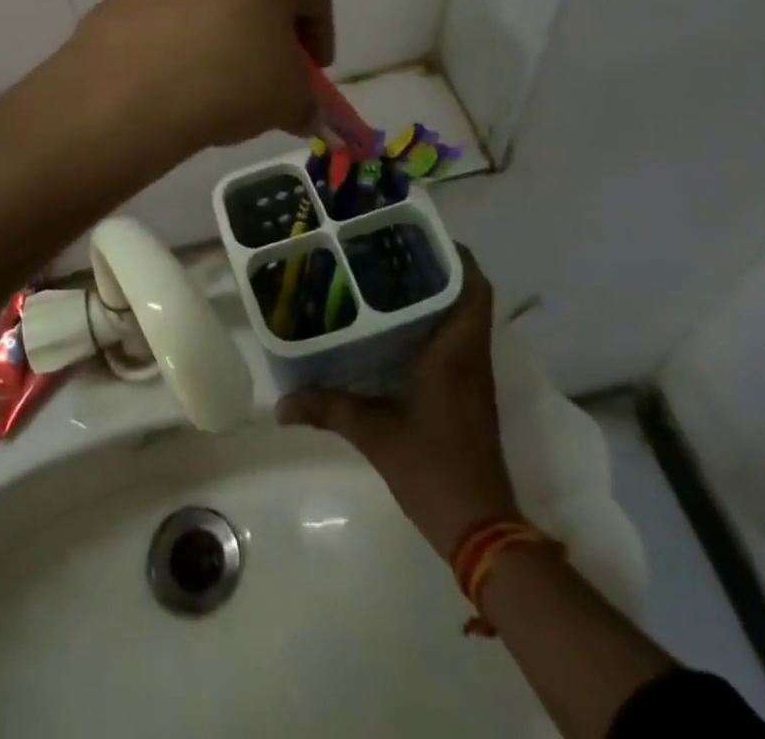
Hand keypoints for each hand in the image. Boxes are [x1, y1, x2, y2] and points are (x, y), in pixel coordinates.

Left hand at [63, 0, 334, 157]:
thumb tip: (301, 110)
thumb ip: (306, 99)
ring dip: (228, 21)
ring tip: (223, 72)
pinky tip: (184, 68)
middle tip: (271, 68)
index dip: (318, 40)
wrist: (124, 90)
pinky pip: (178, 2)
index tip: (313, 72)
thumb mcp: (289, 99)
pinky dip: (189, 27)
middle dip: (271, 23)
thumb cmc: (229, 78)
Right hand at [279, 249, 520, 557]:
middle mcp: (471, 356)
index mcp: (456, 351)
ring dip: (436, 296)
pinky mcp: (470, 396)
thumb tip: (281, 403)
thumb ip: (329, 409)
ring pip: (464, 318)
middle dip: (436, 268)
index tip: (420, 235)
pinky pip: (458, 343)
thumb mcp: (375, 434)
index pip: (473, 286)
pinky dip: (434, 326)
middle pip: (468, 295)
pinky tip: (396, 332)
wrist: (482, 529)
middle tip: (390, 252)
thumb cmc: (434, 468)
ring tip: (388, 280)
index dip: (456, 255)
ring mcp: (474, 377)